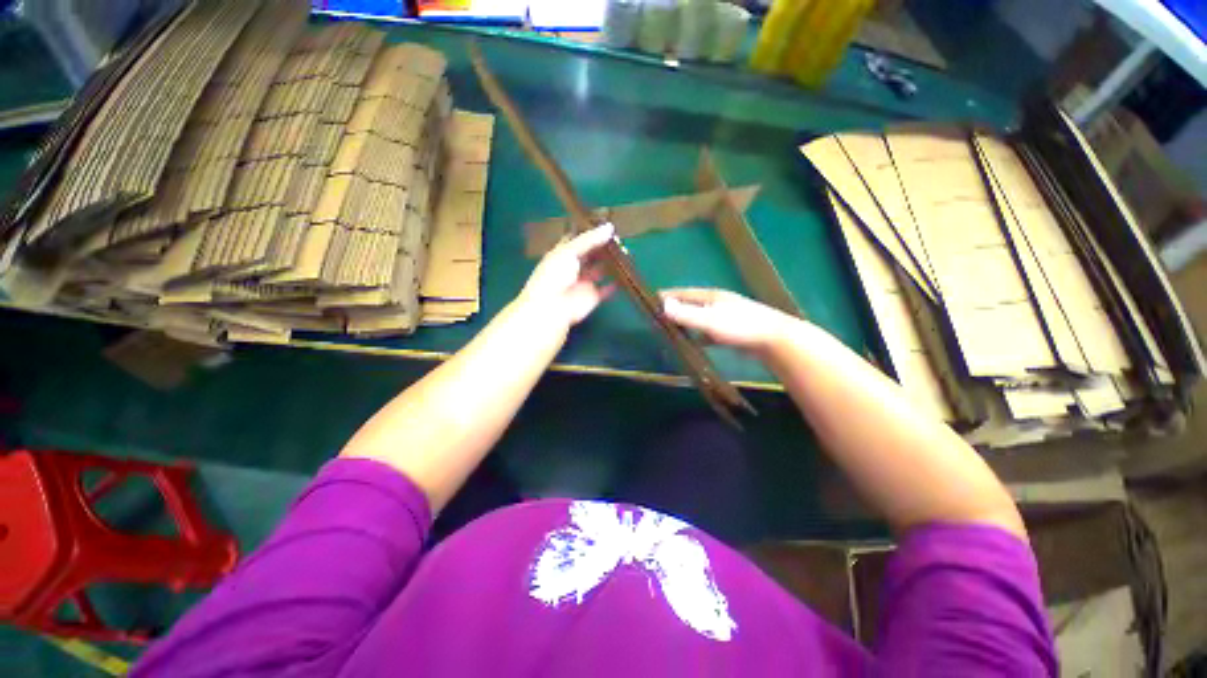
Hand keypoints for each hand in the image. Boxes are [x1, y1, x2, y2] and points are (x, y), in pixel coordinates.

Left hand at [517, 222, 616, 330]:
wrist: (552, 307)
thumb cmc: (555, 275)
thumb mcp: (569, 251)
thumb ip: (590, 240)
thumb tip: (610, 227)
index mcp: (563, 254)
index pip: (578, 240)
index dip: (590, 233)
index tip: (606, 224)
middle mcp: (574, 267)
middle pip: (591, 254)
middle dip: (603, 247)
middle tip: (620, 238)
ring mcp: (584, 282)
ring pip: (600, 270)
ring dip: (611, 263)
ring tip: (626, 252)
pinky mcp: (593, 296)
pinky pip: (606, 289)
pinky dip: (615, 284)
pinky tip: (626, 276)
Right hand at [660, 288, 796, 355]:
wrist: (774, 339)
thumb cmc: (740, 327)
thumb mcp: (710, 320)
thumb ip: (686, 314)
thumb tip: (662, 305)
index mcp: (712, 296)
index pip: (684, 293)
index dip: (668, 295)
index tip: (653, 299)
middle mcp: (718, 303)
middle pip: (691, 303)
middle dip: (675, 308)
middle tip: (659, 315)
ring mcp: (727, 316)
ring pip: (700, 317)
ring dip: (687, 321)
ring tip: (672, 329)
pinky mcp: (733, 331)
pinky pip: (709, 331)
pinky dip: (699, 335)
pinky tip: (695, 342)